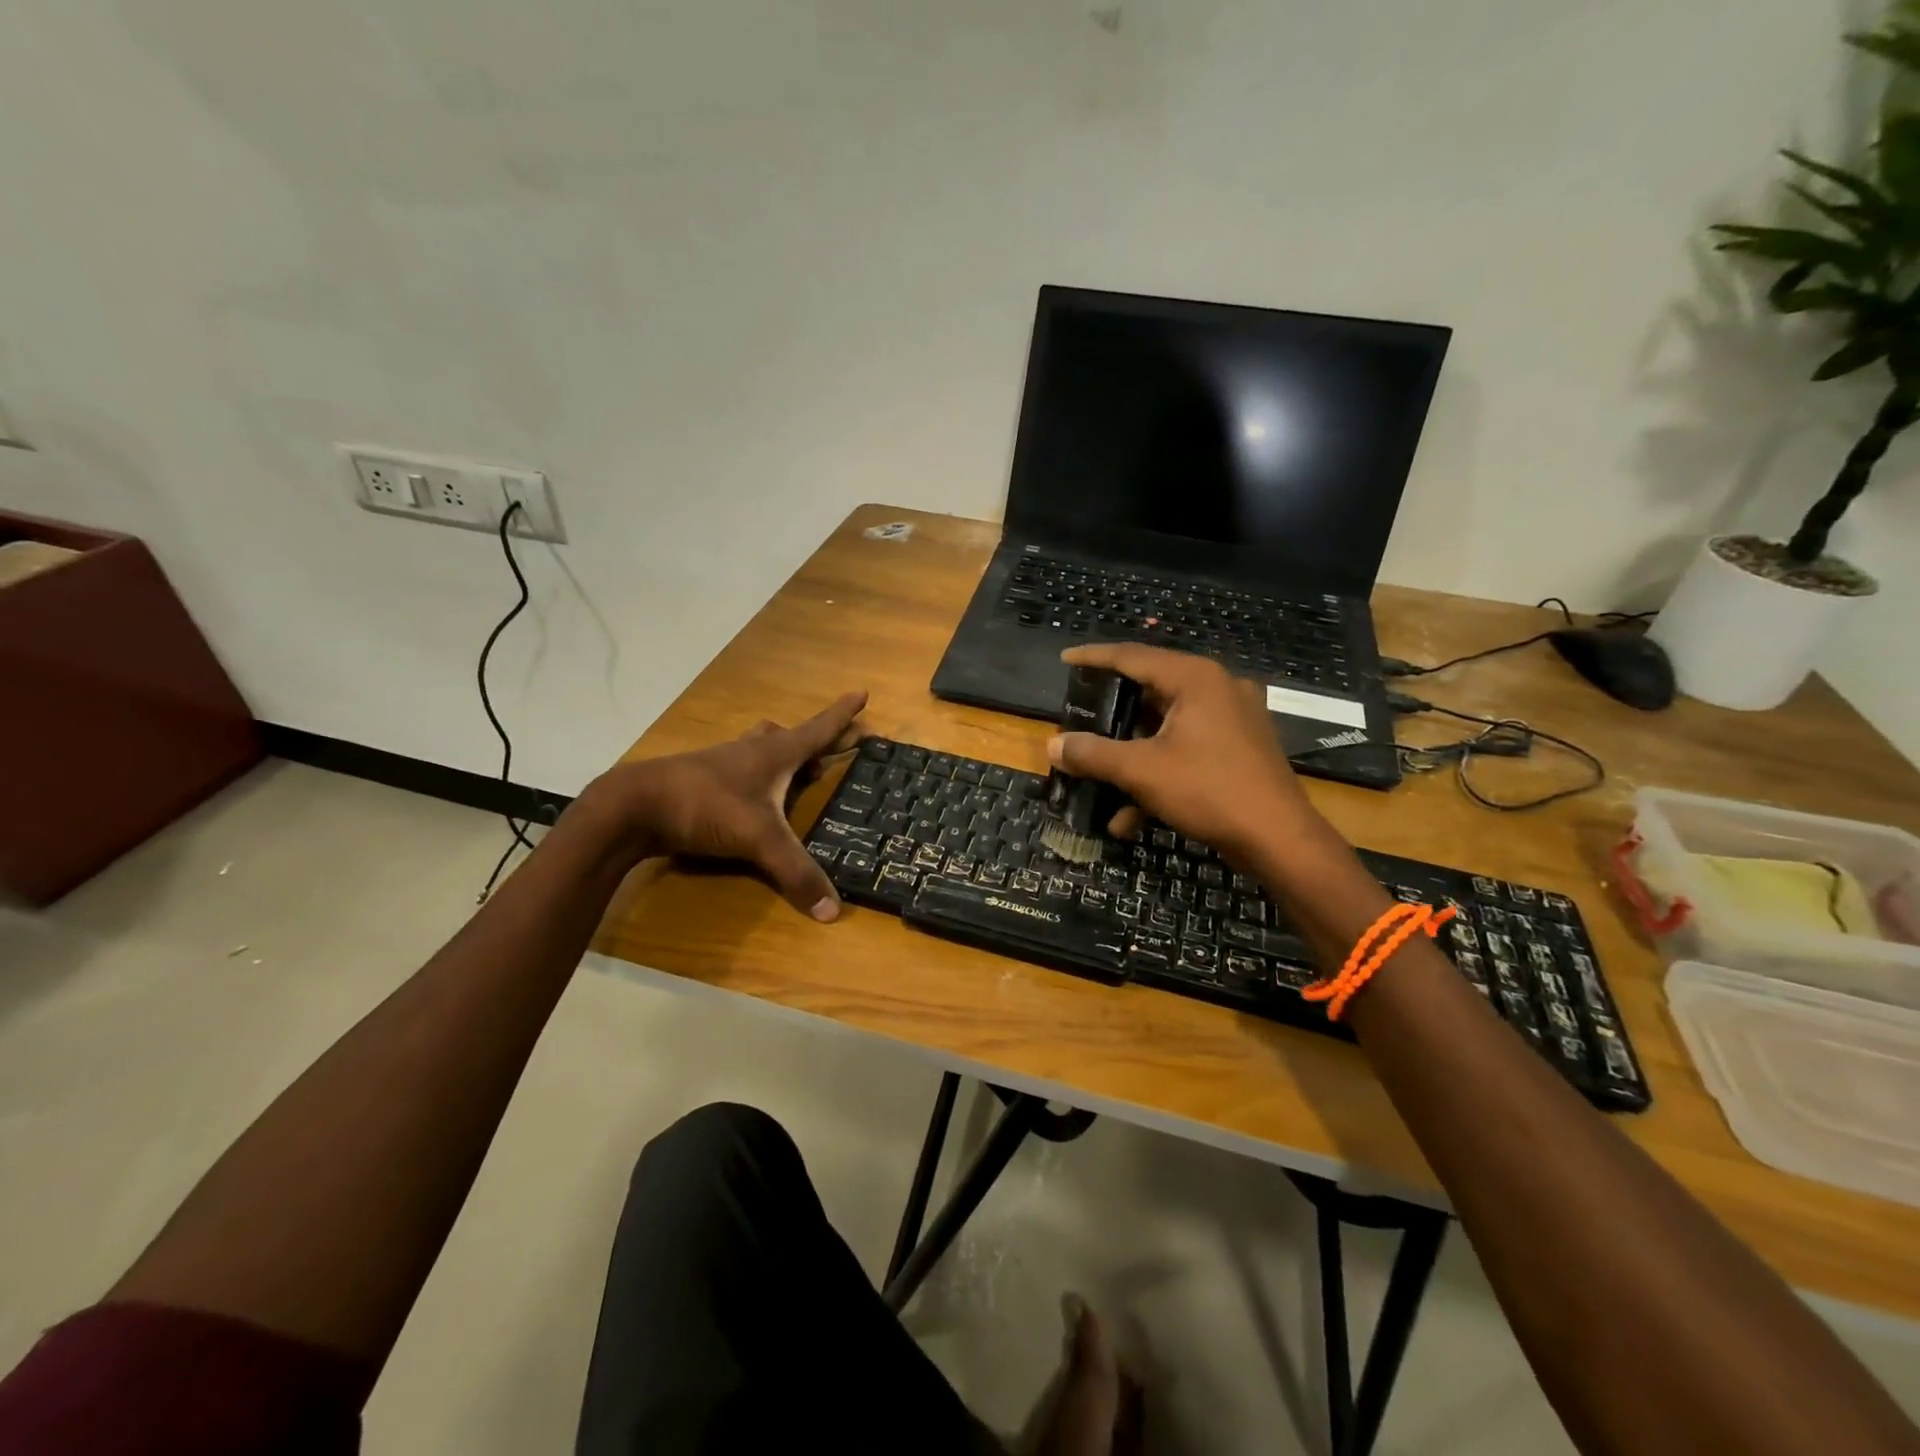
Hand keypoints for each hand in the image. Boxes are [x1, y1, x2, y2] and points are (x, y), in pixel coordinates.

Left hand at [590, 691, 867, 920]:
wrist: (635, 805)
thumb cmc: (707, 806)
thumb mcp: (759, 839)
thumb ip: (796, 872)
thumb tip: (833, 911)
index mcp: (775, 754)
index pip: (819, 729)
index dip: (843, 714)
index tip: (862, 692)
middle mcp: (752, 751)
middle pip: (791, 736)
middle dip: (816, 740)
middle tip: (834, 750)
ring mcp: (723, 763)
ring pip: (761, 748)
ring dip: (783, 755)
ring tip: (796, 772)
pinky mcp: (701, 780)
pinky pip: (739, 769)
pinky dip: (755, 775)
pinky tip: (752, 796)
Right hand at [1048, 645, 1322, 864]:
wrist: (1279, 839)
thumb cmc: (1209, 790)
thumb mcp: (1141, 770)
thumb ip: (1093, 754)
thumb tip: (1052, 747)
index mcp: (1195, 679)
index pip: (1133, 656)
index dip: (1094, 658)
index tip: (1065, 659)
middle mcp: (1217, 688)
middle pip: (1151, 691)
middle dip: (1112, 714)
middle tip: (1081, 716)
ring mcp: (1233, 719)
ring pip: (1167, 726)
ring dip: (1131, 755)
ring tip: (1099, 776)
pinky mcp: (1239, 748)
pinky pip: (1187, 749)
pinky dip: (1158, 773)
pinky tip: (1131, 816)